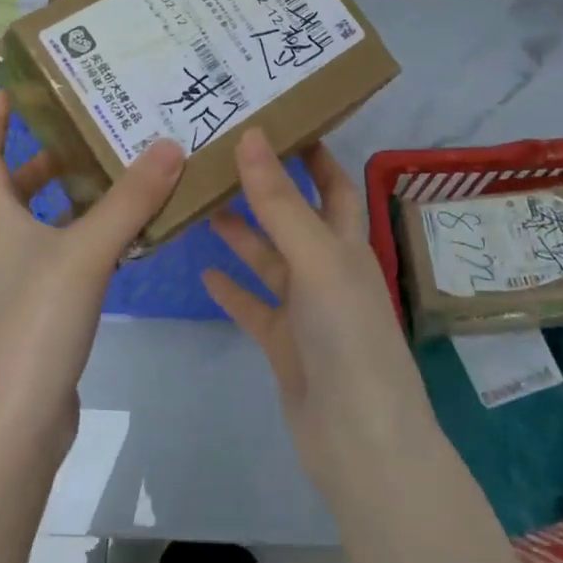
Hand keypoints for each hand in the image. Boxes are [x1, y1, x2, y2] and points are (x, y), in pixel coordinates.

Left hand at [0, 91, 185, 459]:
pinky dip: (97, 241)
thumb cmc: (34, 324)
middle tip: (94, 132)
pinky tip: (133, 239)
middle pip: (18, 190)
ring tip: (126, 176)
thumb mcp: (84, 253)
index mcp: (0, 221)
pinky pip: (74, 260)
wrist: (14, 425)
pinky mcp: (49, 315)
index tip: (16, 90)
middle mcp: (8, 247)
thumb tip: (170, 144)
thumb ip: (129, 201)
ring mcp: (27, 284)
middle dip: (49, 159)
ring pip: (51, 226)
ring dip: (80, 200)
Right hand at [202, 130, 438, 502]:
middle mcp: (328, 270)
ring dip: (241, 234)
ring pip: (268, 260)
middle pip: (294, 217)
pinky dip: (232, 290)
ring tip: (202, 205)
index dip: (314, 152)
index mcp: (346, 244)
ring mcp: (306, 310)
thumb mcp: (316, 259)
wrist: (360, 442)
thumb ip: (280, 201)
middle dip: (265, 189)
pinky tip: (204, 275)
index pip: (333, 183)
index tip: (280, 120)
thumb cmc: (348, 336)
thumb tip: (252, 136)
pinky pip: (253, 308)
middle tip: (221, 158)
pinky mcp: (284, 345)